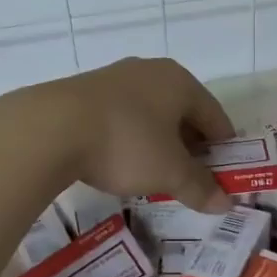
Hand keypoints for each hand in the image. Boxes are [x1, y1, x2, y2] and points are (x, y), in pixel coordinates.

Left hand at [0, 57, 235, 212]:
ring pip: (150, 113)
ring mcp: (115, 78)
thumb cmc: (126, 143)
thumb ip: (199, 187)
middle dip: (191, 145)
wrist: (50, 128)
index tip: (224, 173)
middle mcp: (150, 72)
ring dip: (159, 141)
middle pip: (182, 112)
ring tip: (157, 172)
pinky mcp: (85, 91)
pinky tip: (122, 159)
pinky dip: (131, 137)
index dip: (224, 147)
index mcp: (180, 82)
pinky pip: (122, 116)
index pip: (215, 115)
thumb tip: (226, 203)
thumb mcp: (169, 172)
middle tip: (192, 177)